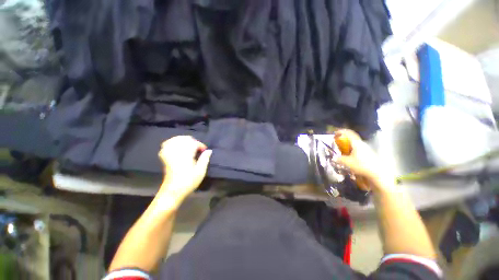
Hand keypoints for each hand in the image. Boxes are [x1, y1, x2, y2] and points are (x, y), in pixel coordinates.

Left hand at [158, 136, 211, 203]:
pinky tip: (176, 146)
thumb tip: (209, 150)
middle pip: (183, 139)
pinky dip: (172, 143)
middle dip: (192, 141)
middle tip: (197, 148)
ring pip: (174, 140)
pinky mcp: (164, 157)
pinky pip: (166, 145)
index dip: (200, 145)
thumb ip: (205, 159)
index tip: (204, 150)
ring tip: (188, 145)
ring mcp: (169, 154)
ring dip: (183, 140)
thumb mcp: (200, 171)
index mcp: (186, 155)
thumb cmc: (189, 181)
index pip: (193, 143)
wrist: (173, 191)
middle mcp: (176, 152)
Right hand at [335, 129, 389, 188]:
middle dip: (344, 138)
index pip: (349, 133)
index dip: (341, 131)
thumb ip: (339, 159)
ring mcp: (366, 149)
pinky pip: (357, 148)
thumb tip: (333, 158)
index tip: (335, 133)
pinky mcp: (368, 154)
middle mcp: (362, 144)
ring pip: (355, 143)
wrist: (377, 173)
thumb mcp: (347, 162)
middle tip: (337, 141)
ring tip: (341, 149)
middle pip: (352, 137)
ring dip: (347, 144)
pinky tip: (348, 155)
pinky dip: (351, 149)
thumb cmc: (362, 165)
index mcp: (357, 143)